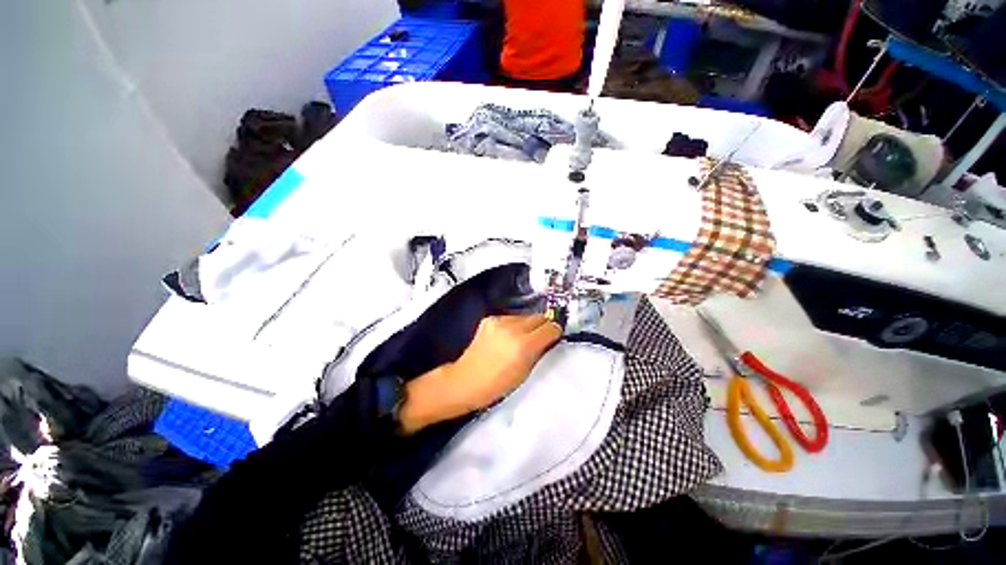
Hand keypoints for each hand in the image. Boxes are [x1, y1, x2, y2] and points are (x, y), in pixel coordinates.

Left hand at [399, 315, 561, 433]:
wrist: (466, 380)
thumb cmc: (498, 385)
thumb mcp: (525, 373)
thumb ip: (539, 352)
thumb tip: (549, 339)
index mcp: (524, 345)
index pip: (550, 328)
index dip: (555, 332)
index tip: (555, 337)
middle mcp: (512, 328)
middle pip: (539, 317)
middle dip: (543, 326)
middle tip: (541, 337)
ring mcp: (499, 321)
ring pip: (525, 316)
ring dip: (528, 325)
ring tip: (522, 338)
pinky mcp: (489, 319)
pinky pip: (510, 317)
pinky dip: (514, 325)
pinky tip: (507, 337)